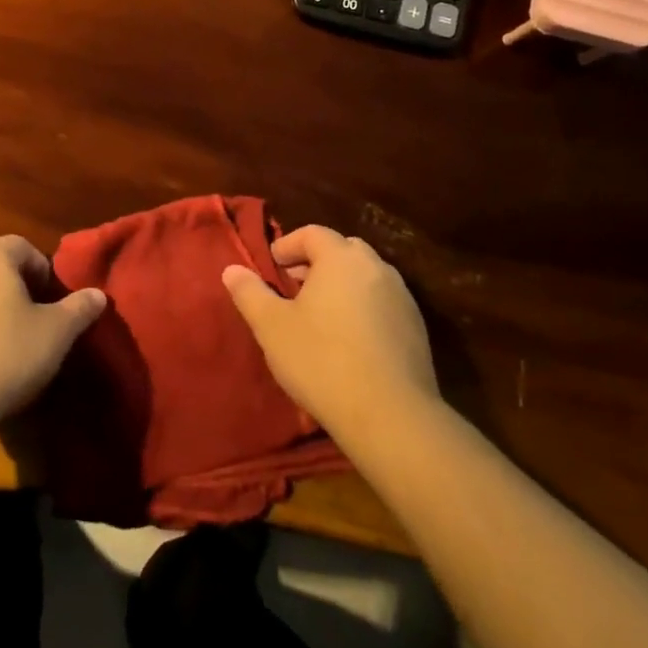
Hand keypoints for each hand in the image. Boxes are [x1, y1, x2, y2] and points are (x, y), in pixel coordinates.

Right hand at [222, 225, 439, 441]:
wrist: (389, 413)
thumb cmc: (321, 360)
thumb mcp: (272, 327)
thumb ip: (249, 293)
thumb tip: (231, 269)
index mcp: (341, 258)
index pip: (312, 233)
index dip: (288, 245)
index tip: (271, 267)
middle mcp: (376, 268)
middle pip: (343, 250)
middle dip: (316, 263)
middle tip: (294, 288)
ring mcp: (402, 297)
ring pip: (365, 276)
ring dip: (341, 285)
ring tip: (319, 316)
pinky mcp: (416, 327)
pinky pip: (382, 302)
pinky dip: (363, 308)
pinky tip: (349, 340)